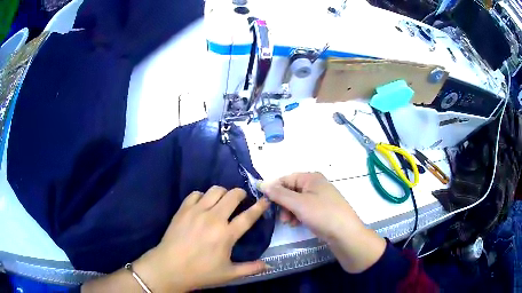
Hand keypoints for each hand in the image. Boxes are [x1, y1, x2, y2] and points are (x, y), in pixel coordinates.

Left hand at [133, 187, 271, 291]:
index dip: (259, 206)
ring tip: (223, 200)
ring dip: (223, 192)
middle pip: (232, 196)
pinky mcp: (183, 209)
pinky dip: (203, 196)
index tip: (265, 200)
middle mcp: (214, 218)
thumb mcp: (229, 274)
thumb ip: (251, 269)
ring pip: (215, 190)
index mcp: (227, 235)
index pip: (248, 216)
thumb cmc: (201, 272)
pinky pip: (196, 194)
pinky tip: (203, 204)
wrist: (170, 267)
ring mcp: (197, 211)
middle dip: (240, 193)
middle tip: (241, 199)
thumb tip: (268, 265)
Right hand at [259, 172, 385, 272]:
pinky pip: (304, 209)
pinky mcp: (322, 209)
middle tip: (281, 217)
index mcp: (311, 177)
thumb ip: (279, 194)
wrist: (345, 233)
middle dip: (283, 204)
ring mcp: (320, 197)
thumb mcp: (298, 203)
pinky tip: (297, 224)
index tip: (265, 203)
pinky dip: (298, 215)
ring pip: (296, 201)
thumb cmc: (322, 214)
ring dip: (289, 211)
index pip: (286, 179)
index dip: (274, 190)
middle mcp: (315, 184)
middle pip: (291, 190)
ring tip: (289, 223)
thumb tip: (262, 184)